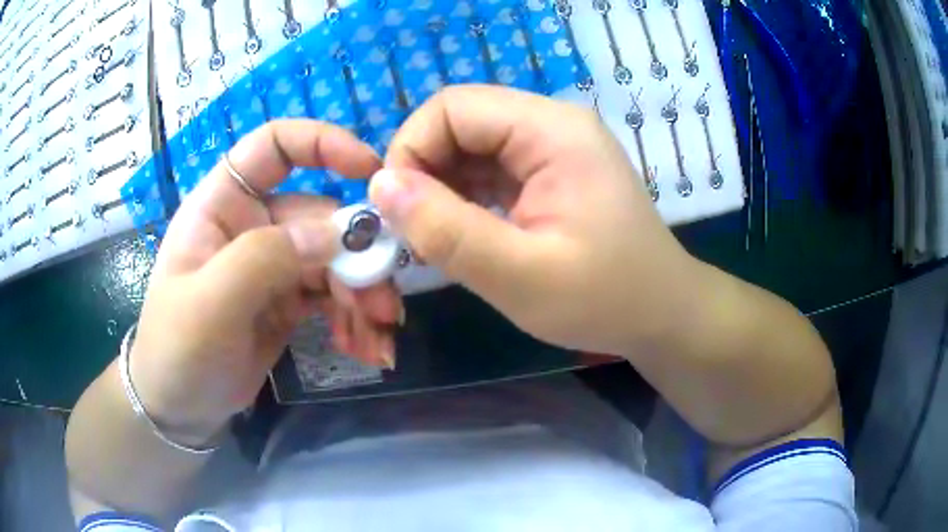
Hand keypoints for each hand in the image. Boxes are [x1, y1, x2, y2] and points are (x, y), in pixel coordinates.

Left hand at [130, 121, 401, 441]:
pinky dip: (355, 318)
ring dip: (363, 294)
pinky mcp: (289, 301)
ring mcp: (273, 264)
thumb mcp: (210, 303)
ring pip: (334, 259)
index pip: (273, 146)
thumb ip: (264, 258)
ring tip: (380, 334)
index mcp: (223, 205)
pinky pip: (333, 296)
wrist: (179, 407)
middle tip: (385, 304)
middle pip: (320, 216)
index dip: (323, 143)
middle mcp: (252, 224)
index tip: (370, 172)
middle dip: (358, 257)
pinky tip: (366, 347)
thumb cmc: (177, 349)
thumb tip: (335, 233)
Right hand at [370, 85, 701, 355]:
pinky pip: (490, 168)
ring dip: (441, 186)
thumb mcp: (520, 276)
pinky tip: (462, 232)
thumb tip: (381, 186)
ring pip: (471, 146)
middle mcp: (552, 123)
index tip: (396, 209)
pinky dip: (465, 196)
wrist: (662, 314)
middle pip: (461, 121)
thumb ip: (446, 230)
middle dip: (423, 170)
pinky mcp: (551, 171)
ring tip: (436, 237)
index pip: (453, 106)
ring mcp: (553, 146)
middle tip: (415, 230)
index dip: (411, 148)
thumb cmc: (605, 300)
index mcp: (552, 130)